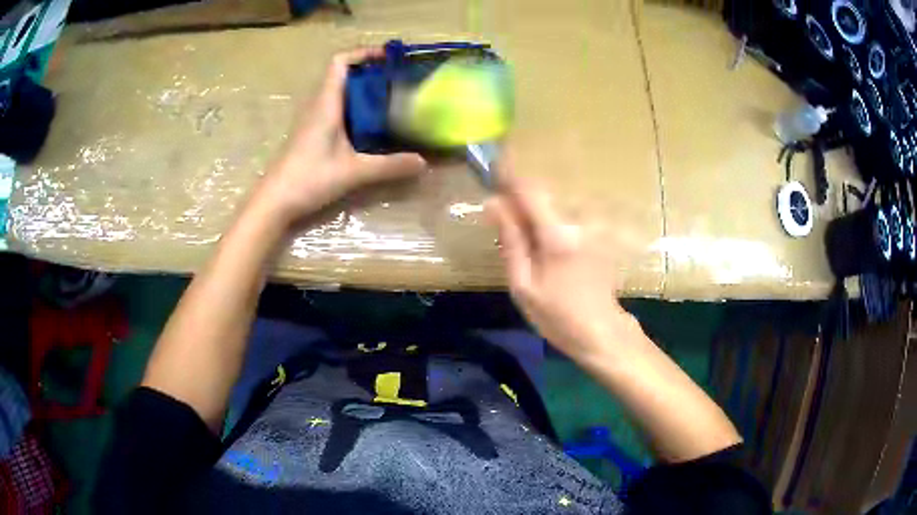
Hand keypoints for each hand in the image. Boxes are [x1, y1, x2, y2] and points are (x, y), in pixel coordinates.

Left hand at [254, 48, 426, 225]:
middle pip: (343, 74)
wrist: (274, 201)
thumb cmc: (309, 179)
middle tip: (399, 80)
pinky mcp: (312, 133)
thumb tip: (423, 163)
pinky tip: (371, 125)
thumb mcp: (353, 172)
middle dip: (371, 72)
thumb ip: (389, 166)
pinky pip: (336, 109)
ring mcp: (313, 119)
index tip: (389, 58)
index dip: (363, 53)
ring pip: (339, 92)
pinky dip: (355, 108)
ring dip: (363, 90)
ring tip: (391, 98)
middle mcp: (318, 105)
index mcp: (326, 103)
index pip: (340, 62)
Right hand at [486, 170, 640, 359]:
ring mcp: (593, 226)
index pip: (529, 189)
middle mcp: (578, 221)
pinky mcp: (599, 233)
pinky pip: (567, 217)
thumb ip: (510, 240)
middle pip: (542, 195)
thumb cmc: (558, 316)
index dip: (509, 177)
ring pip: (554, 206)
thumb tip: (493, 203)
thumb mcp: (523, 285)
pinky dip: (551, 224)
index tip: (492, 175)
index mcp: (557, 234)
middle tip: (504, 227)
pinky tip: (549, 251)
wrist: (601, 331)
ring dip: (536, 215)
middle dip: (520, 202)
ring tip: (528, 247)